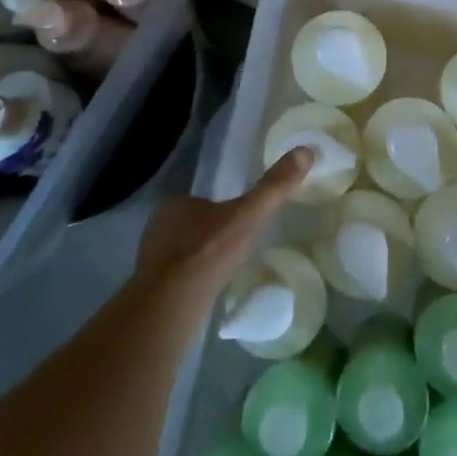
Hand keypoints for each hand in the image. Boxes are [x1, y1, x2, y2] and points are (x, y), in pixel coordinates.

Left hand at [135, 147, 312, 296]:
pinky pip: (175, 276)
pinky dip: (191, 280)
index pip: (202, 198)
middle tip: (235, 246)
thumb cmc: (208, 253)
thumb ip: (274, 187)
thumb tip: (306, 150)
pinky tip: (206, 291)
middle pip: (191, 224)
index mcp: (176, 202)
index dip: (220, 207)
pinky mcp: (150, 288)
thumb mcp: (248, 216)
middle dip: (211, 233)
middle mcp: (158, 225)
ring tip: (224, 270)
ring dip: (200, 258)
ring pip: (182, 251)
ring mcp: (150, 258)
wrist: (170, 306)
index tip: (238, 219)